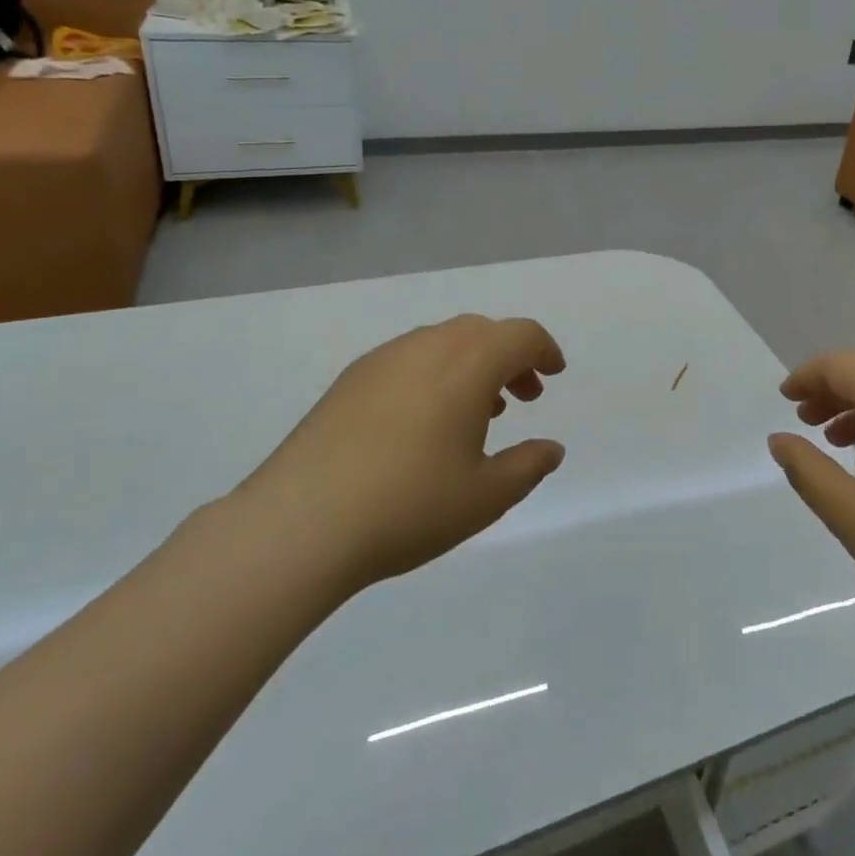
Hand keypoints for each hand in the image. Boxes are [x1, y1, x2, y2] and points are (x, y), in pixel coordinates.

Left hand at [236, 315, 567, 592]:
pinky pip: (408, 358)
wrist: (300, 524)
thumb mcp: (486, 496)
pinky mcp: (350, 379)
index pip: (520, 335)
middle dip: (510, 357)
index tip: (554, 375)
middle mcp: (427, 347)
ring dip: (471, 364)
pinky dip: (434, 373)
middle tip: (522, 397)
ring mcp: (383, 359)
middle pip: (482, 331)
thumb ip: (528, 466)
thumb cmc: (409, 506)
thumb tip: (551, 448)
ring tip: (476, 412)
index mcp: (468, 364)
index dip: (544, 350)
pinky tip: (424, 421)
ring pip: (443, 342)